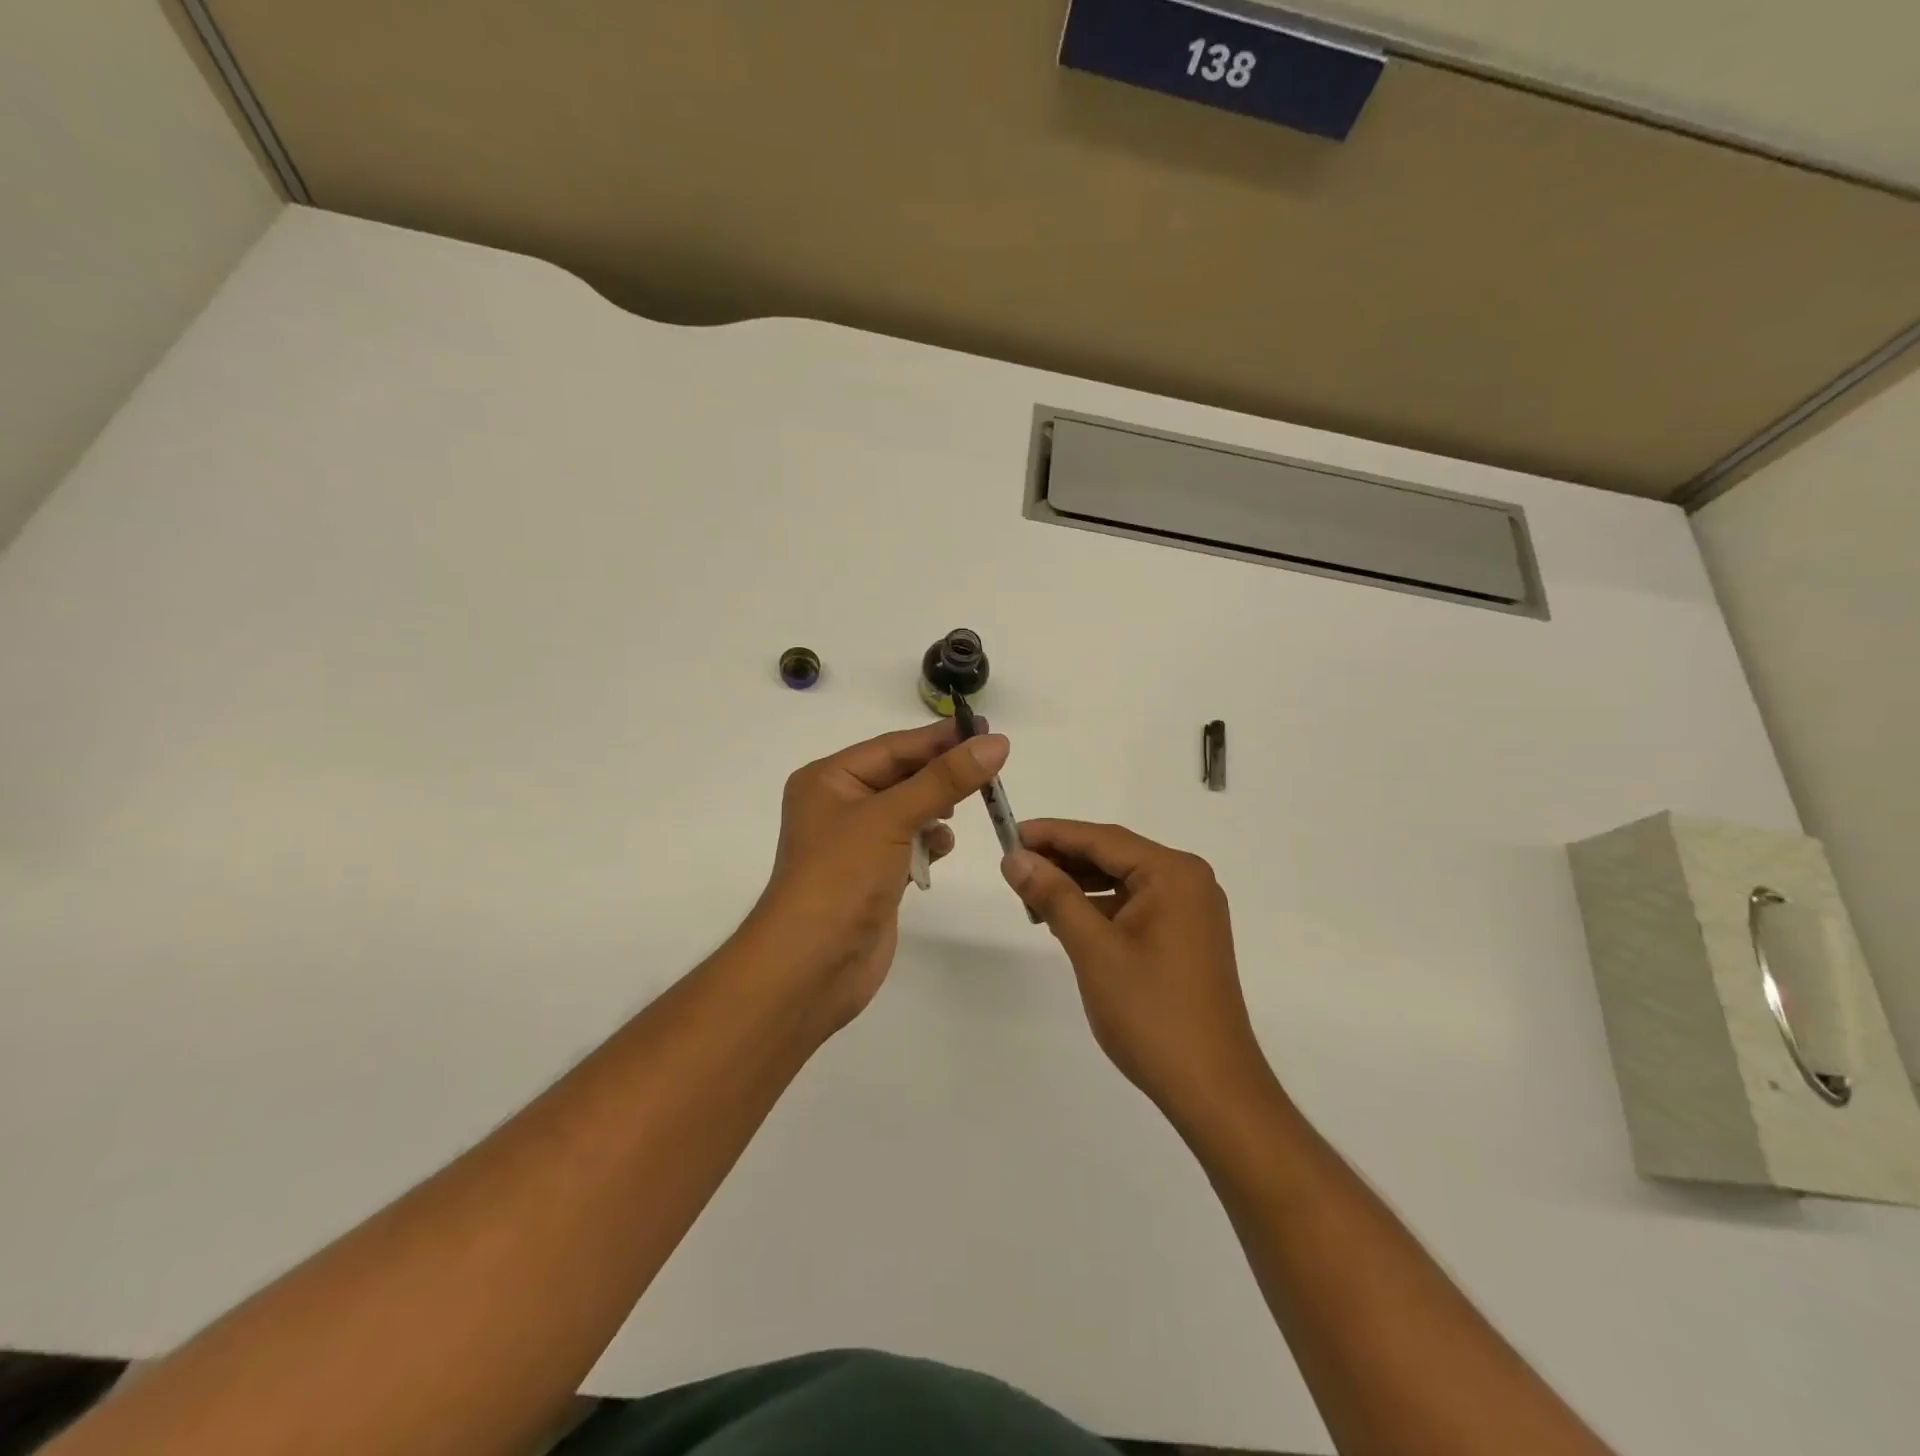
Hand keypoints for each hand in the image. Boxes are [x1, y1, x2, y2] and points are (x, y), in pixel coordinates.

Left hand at [747, 720, 1009, 1029]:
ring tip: (969, 806)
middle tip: (991, 765)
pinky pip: (909, 844)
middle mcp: (839, 805)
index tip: (987, 729)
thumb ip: (945, 780)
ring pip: (909, 810)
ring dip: (937, 808)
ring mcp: (856, 843)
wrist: (811, 966)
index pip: (893, 746)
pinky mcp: (873, 875)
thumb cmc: (841, 877)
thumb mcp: (892, 818)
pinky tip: (941, 848)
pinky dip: (929, 843)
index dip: (940, 737)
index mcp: (829, 779)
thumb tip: (995, 743)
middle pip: (902, 776)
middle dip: (942, 773)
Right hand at [1001, 821, 1271, 1121]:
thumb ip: (1054, 896)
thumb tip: (1015, 858)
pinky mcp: (1186, 937)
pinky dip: (1099, 908)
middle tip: (1014, 866)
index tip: (1008, 834)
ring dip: (1078, 884)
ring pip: (1122, 881)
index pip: (1102, 839)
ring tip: (1031, 893)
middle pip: (1114, 855)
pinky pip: (1134, 906)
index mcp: (1173, 873)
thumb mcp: (1094, 949)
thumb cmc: (1151, 1012)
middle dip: (1063, 859)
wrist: (1212, 1088)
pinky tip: (1066, 918)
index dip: (1052, 834)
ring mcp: (1190, 911)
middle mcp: (1188, 881)